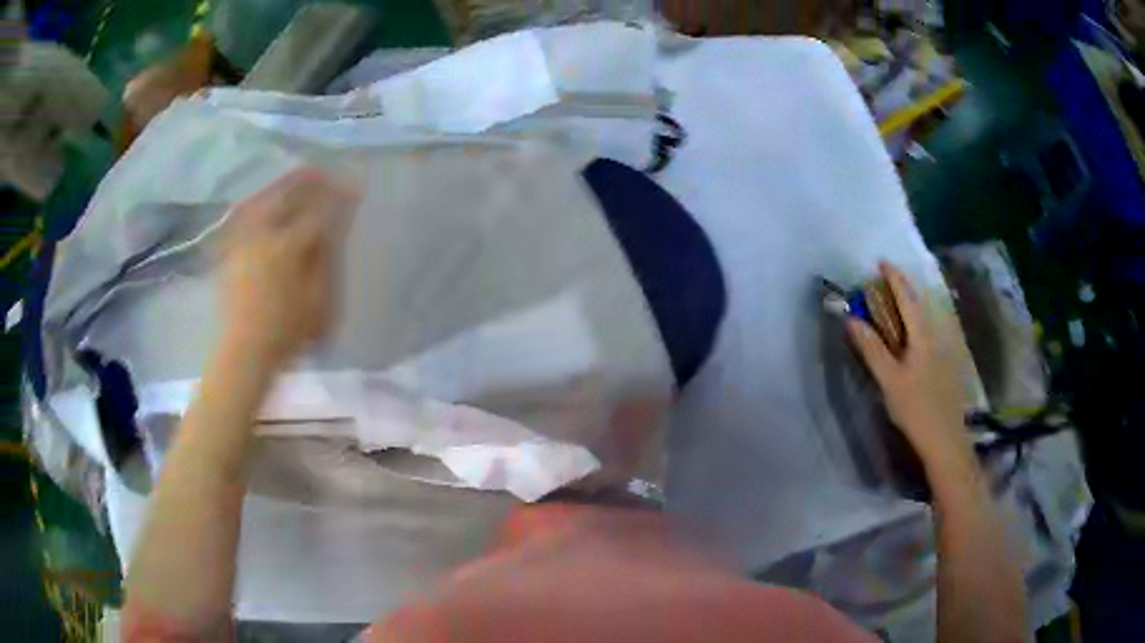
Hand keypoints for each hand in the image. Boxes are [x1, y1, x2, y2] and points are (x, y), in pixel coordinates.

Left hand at [221, 168, 357, 368]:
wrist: (243, 351)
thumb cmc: (286, 332)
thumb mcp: (317, 300)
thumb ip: (324, 259)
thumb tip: (333, 229)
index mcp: (288, 247)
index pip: (318, 211)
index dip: (338, 196)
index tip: (353, 186)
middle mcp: (264, 234)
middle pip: (287, 193)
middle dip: (308, 179)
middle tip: (325, 171)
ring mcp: (244, 239)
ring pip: (264, 198)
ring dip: (283, 184)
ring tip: (298, 177)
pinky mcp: (231, 249)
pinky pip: (245, 213)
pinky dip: (260, 200)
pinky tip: (267, 198)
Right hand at [845, 262, 970, 462]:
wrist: (945, 440)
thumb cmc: (916, 409)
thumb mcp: (890, 380)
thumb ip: (872, 349)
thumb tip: (852, 319)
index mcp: (922, 336)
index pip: (907, 298)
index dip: (895, 278)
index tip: (881, 262)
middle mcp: (935, 337)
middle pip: (920, 305)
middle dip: (903, 290)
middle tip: (885, 284)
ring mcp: (943, 352)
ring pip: (926, 321)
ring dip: (910, 308)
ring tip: (895, 308)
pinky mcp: (945, 367)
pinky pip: (928, 335)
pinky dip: (916, 326)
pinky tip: (910, 340)